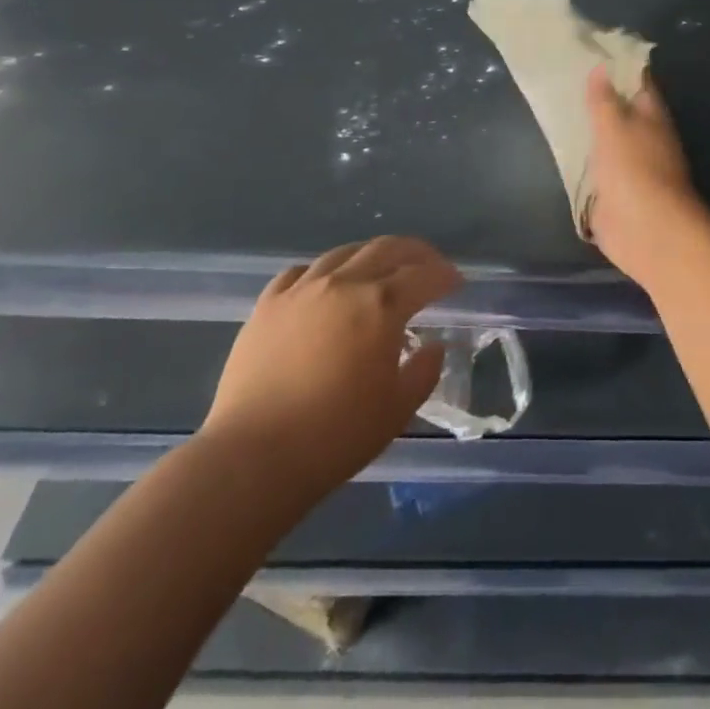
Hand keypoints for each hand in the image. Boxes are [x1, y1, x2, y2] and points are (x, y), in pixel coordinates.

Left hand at [201, 237, 460, 488]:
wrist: (253, 459)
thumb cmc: (335, 437)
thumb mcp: (397, 409)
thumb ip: (423, 370)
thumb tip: (432, 346)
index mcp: (382, 305)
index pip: (425, 276)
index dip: (445, 276)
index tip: (456, 282)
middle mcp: (345, 284)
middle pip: (387, 249)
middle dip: (416, 253)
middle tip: (429, 265)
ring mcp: (302, 290)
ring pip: (344, 253)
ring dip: (370, 255)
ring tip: (380, 269)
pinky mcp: (267, 306)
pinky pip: (300, 272)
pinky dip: (323, 271)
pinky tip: (325, 285)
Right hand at [583, 64, 709, 288]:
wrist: (645, 229)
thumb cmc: (633, 168)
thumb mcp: (613, 125)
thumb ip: (604, 99)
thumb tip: (601, 67)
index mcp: (652, 115)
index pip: (637, 81)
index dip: (618, 66)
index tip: (591, 52)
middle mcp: (646, 137)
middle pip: (622, 111)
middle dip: (599, 98)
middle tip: (565, 80)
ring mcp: (632, 166)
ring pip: (608, 140)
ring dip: (590, 129)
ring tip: (559, 110)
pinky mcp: (616, 192)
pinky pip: (598, 168)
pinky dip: (584, 159)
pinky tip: (564, 150)